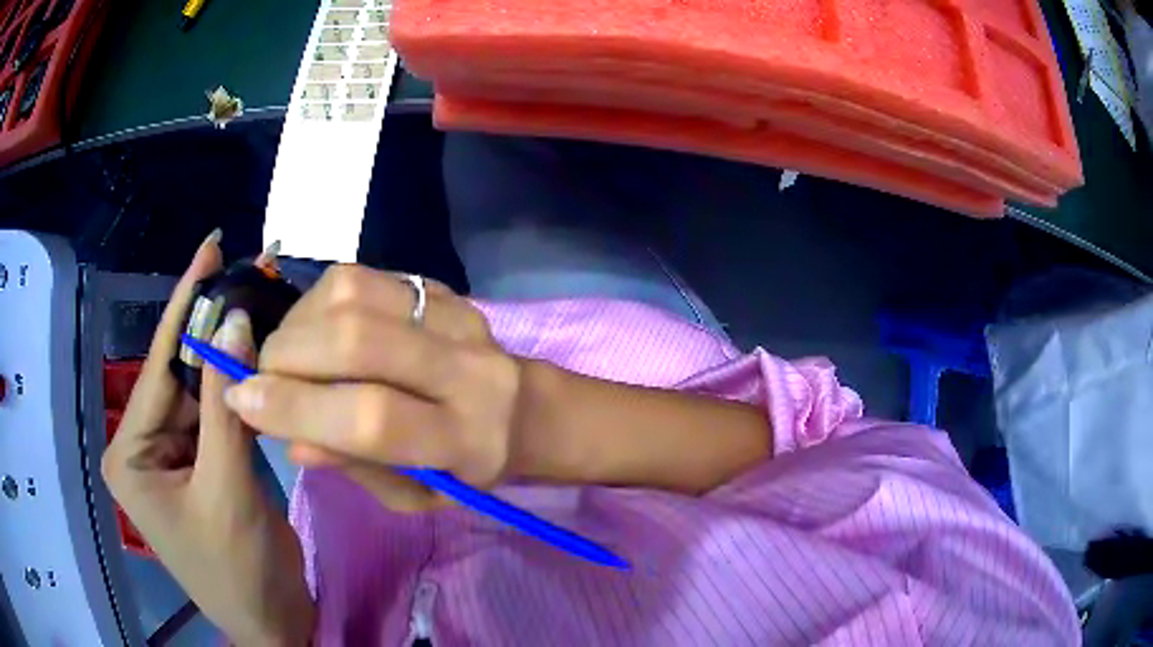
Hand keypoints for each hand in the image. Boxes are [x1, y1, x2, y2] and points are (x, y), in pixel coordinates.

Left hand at [102, 231, 313, 645]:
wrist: (272, 623)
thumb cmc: (239, 571)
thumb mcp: (228, 490)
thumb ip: (225, 407)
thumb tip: (236, 322)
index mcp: (129, 453)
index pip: (156, 367)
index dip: (185, 306)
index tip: (208, 246)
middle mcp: (142, 446)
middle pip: (178, 375)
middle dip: (211, 329)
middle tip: (248, 274)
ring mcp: (171, 455)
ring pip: (200, 392)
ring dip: (229, 358)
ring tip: (259, 305)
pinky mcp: (199, 464)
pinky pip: (216, 415)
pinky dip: (237, 390)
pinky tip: (258, 359)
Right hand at [223, 265, 525, 510]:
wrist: (521, 410)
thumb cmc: (462, 468)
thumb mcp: (414, 493)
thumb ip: (355, 467)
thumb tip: (290, 438)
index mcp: (465, 439)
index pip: (370, 417)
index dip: (295, 407)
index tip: (242, 402)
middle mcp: (466, 368)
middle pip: (354, 340)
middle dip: (285, 358)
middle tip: (261, 379)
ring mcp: (455, 314)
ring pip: (352, 294)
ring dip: (296, 324)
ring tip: (288, 356)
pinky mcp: (439, 285)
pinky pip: (360, 276)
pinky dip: (317, 302)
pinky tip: (314, 330)